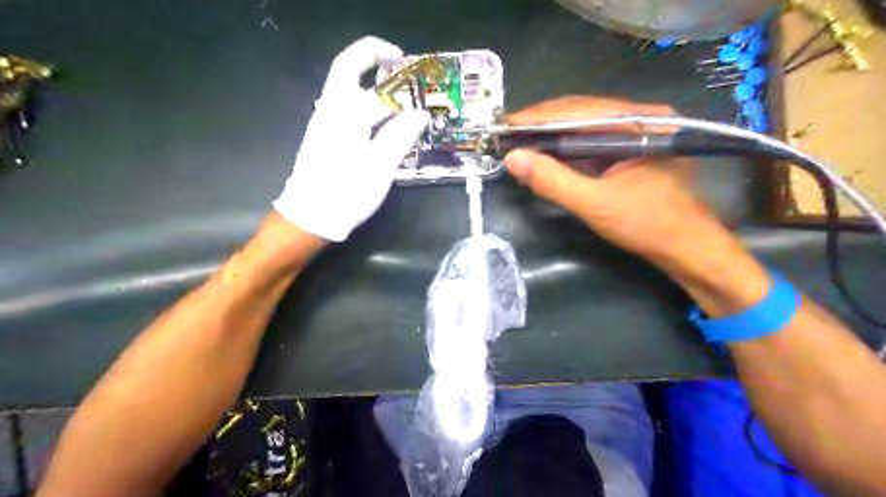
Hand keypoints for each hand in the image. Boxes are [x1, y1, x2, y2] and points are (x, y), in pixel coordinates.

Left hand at [275, 37, 431, 242]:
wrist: (312, 216)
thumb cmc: (347, 191)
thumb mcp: (380, 166)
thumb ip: (400, 135)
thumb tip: (420, 114)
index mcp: (344, 113)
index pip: (364, 75)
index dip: (387, 66)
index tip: (408, 68)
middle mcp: (330, 110)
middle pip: (347, 70)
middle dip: (373, 60)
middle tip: (399, 66)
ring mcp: (325, 123)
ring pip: (347, 89)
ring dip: (372, 83)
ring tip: (399, 94)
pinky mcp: (325, 138)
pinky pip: (347, 109)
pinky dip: (367, 105)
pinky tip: (383, 121)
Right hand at [502, 95, 738, 269]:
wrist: (684, 247)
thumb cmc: (647, 225)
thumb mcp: (595, 204)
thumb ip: (553, 181)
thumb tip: (513, 158)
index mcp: (641, 123)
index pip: (579, 110)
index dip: (538, 117)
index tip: (505, 124)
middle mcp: (641, 118)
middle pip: (580, 112)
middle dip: (542, 124)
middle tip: (507, 134)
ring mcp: (637, 132)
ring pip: (583, 125)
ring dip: (551, 135)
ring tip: (519, 142)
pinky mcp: (630, 148)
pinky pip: (591, 141)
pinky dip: (565, 147)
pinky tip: (545, 153)